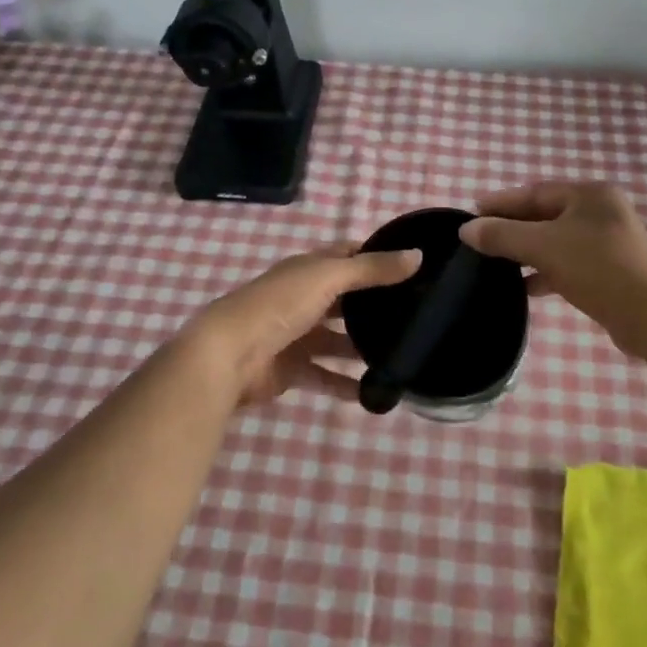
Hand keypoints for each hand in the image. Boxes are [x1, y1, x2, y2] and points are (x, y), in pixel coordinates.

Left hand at [182, 244, 421, 406]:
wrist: (229, 355)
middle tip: (415, 314)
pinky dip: (346, 384)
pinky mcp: (292, 369)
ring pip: (338, 339)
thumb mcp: (329, 278)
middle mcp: (305, 297)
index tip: (414, 264)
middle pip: (346, 299)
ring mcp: (297, 334)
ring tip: (401, 354)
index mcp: (310, 268)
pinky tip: (374, 392)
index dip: (377, 256)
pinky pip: (326, 376)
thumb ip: (372, 270)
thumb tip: (418, 256)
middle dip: (375, 305)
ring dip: (363, 347)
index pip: (349, 255)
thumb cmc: (280, 305)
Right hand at [459, 181, 646, 357]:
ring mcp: (610, 242)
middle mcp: (602, 211)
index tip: (472, 212)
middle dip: (513, 228)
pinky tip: (526, 287)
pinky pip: (570, 262)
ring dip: (528, 252)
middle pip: (546, 215)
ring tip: (496, 264)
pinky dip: (547, 271)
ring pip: (557, 241)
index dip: (502, 202)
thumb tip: (466, 229)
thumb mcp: (544, 247)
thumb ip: (503, 236)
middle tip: (480, 238)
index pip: (535, 192)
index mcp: (590, 195)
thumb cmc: (597, 269)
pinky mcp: (612, 270)